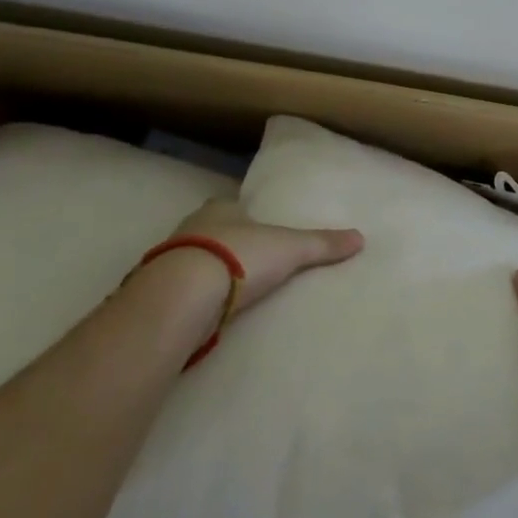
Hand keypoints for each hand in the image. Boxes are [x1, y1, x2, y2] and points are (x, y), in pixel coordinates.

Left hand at [170, 197, 363, 315]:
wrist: (181, 295)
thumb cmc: (239, 257)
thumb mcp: (289, 248)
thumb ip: (322, 244)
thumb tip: (360, 238)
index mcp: (220, 209)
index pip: (232, 206)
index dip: (244, 216)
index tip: (256, 228)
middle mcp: (190, 227)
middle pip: (209, 231)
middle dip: (223, 243)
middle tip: (245, 260)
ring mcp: (168, 259)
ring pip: (190, 259)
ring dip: (203, 271)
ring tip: (227, 291)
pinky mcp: (156, 292)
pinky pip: (178, 290)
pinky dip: (190, 298)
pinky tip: (203, 311)